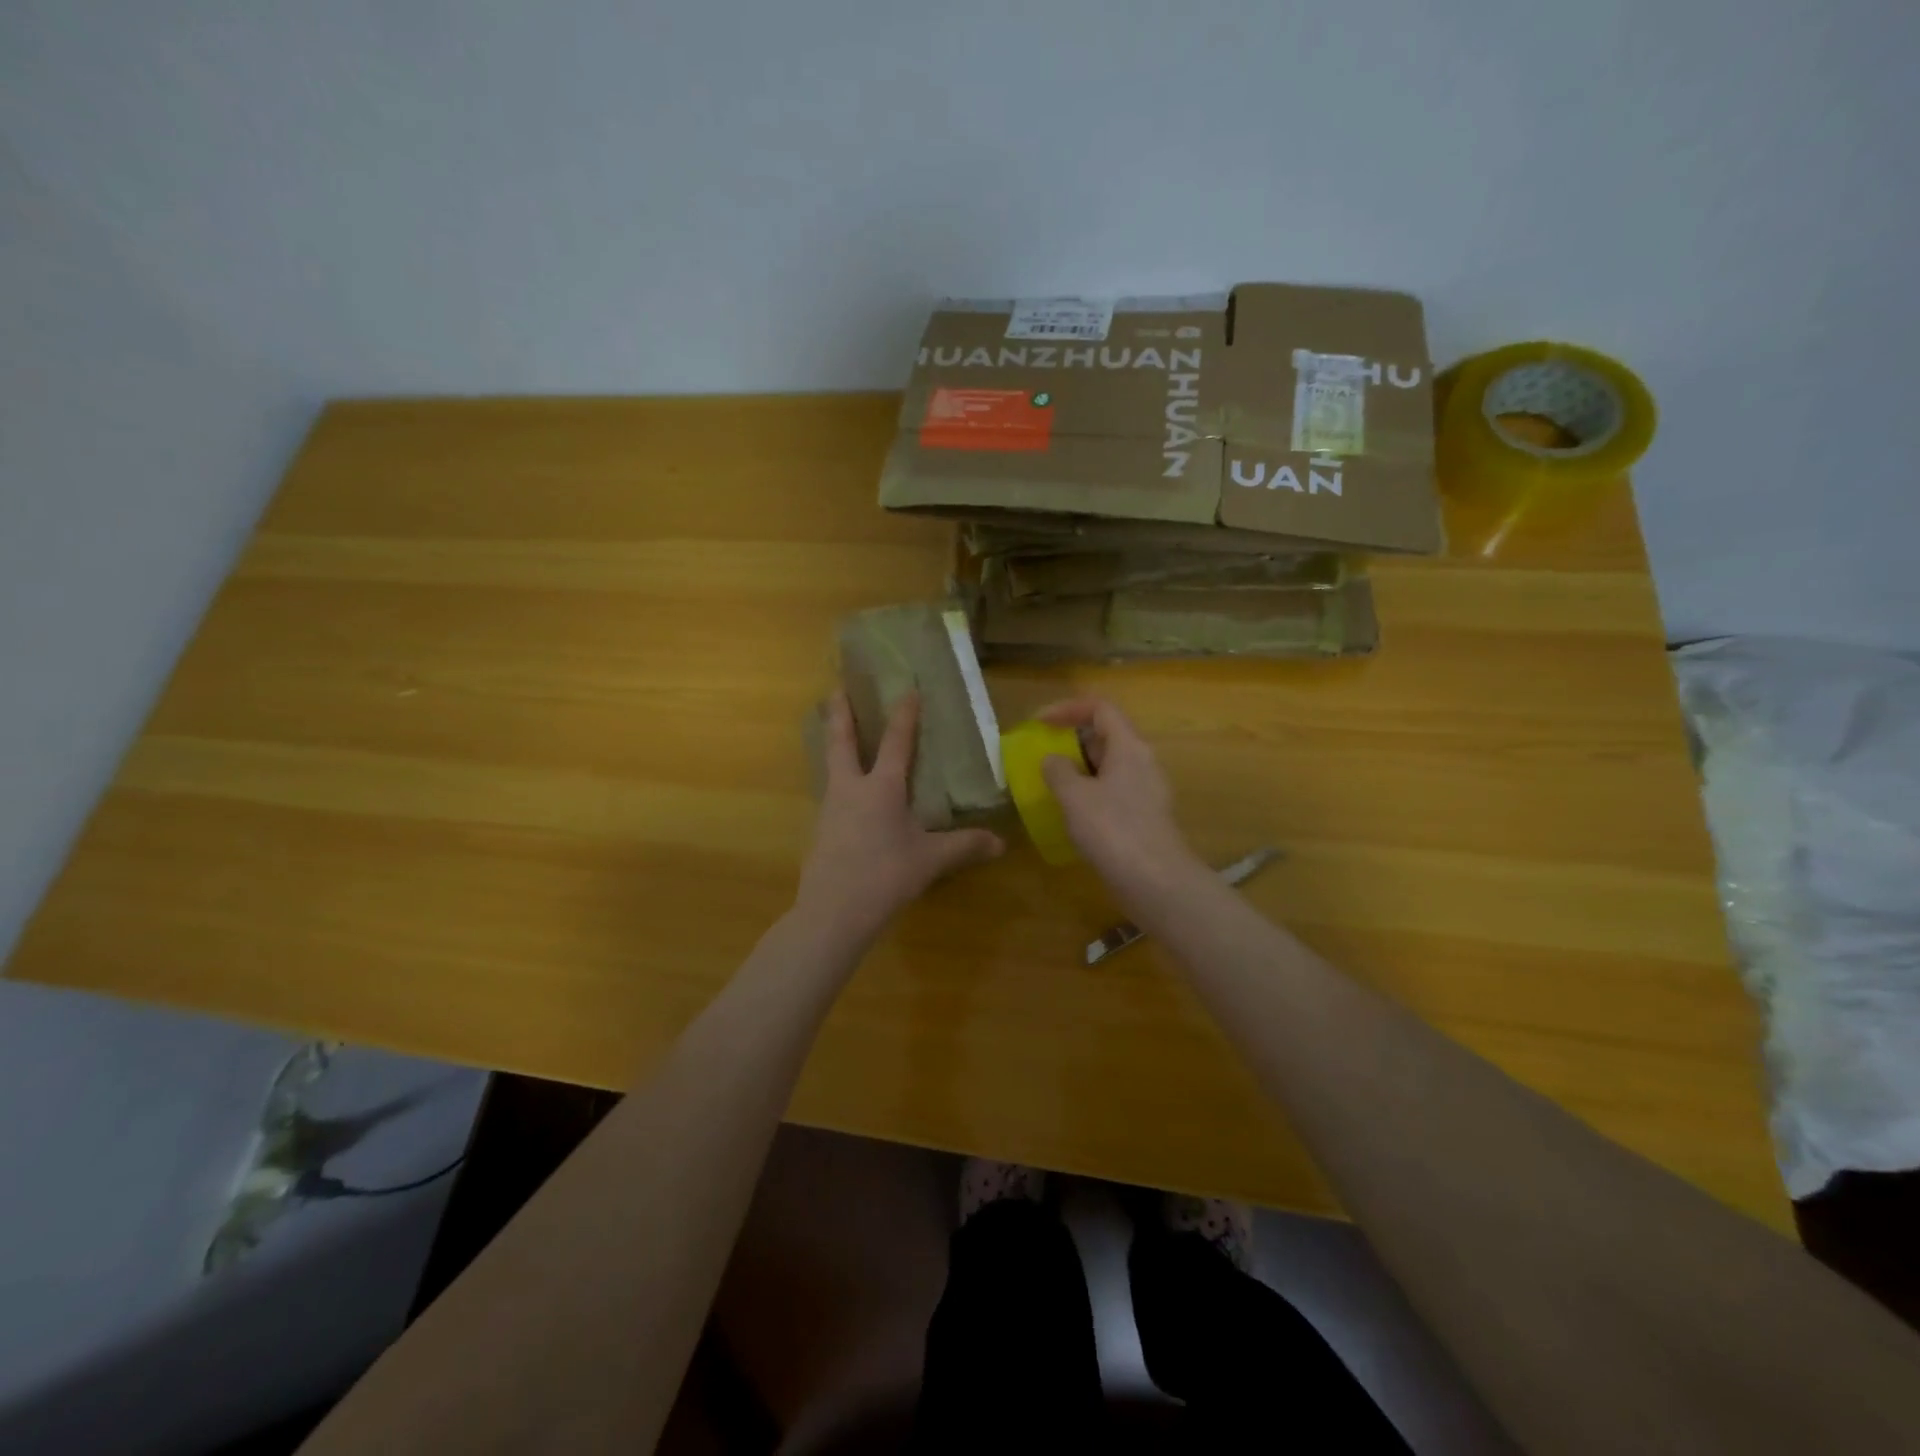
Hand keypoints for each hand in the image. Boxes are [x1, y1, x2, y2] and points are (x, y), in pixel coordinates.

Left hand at [796, 691, 1003, 945]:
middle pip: (842, 742)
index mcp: (881, 788)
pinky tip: (845, 792)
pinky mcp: (821, 831)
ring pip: (831, 766)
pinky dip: (837, 778)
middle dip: (841, 714)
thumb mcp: (930, 860)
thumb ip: (965, 847)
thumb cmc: (885, 875)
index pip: (896, 743)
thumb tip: (1000, 843)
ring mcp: (831, 809)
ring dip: (834, 744)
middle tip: (836, 689)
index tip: (907, 690)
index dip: (904, 715)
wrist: (833, 911)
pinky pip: (831, 792)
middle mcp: (851, 789)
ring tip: (838, 734)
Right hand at [1037, 697, 1199, 893]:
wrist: (1155, 882)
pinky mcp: (1144, 816)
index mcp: (1129, 746)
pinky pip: (1113, 790)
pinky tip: (1071, 812)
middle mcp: (1142, 761)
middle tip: (1042, 753)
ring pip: (1109, 765)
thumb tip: (1052, 760)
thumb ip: (1058, 770)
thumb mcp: (1074, 796)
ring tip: (1050, 782)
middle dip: (1071, 739)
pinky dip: (1089, 791)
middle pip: (1106, 734)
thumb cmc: (1113, 830)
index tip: (1038, 723)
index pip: (1100, 708)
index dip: (1067, 708)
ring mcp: (1145, 790)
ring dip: (1079, 768)